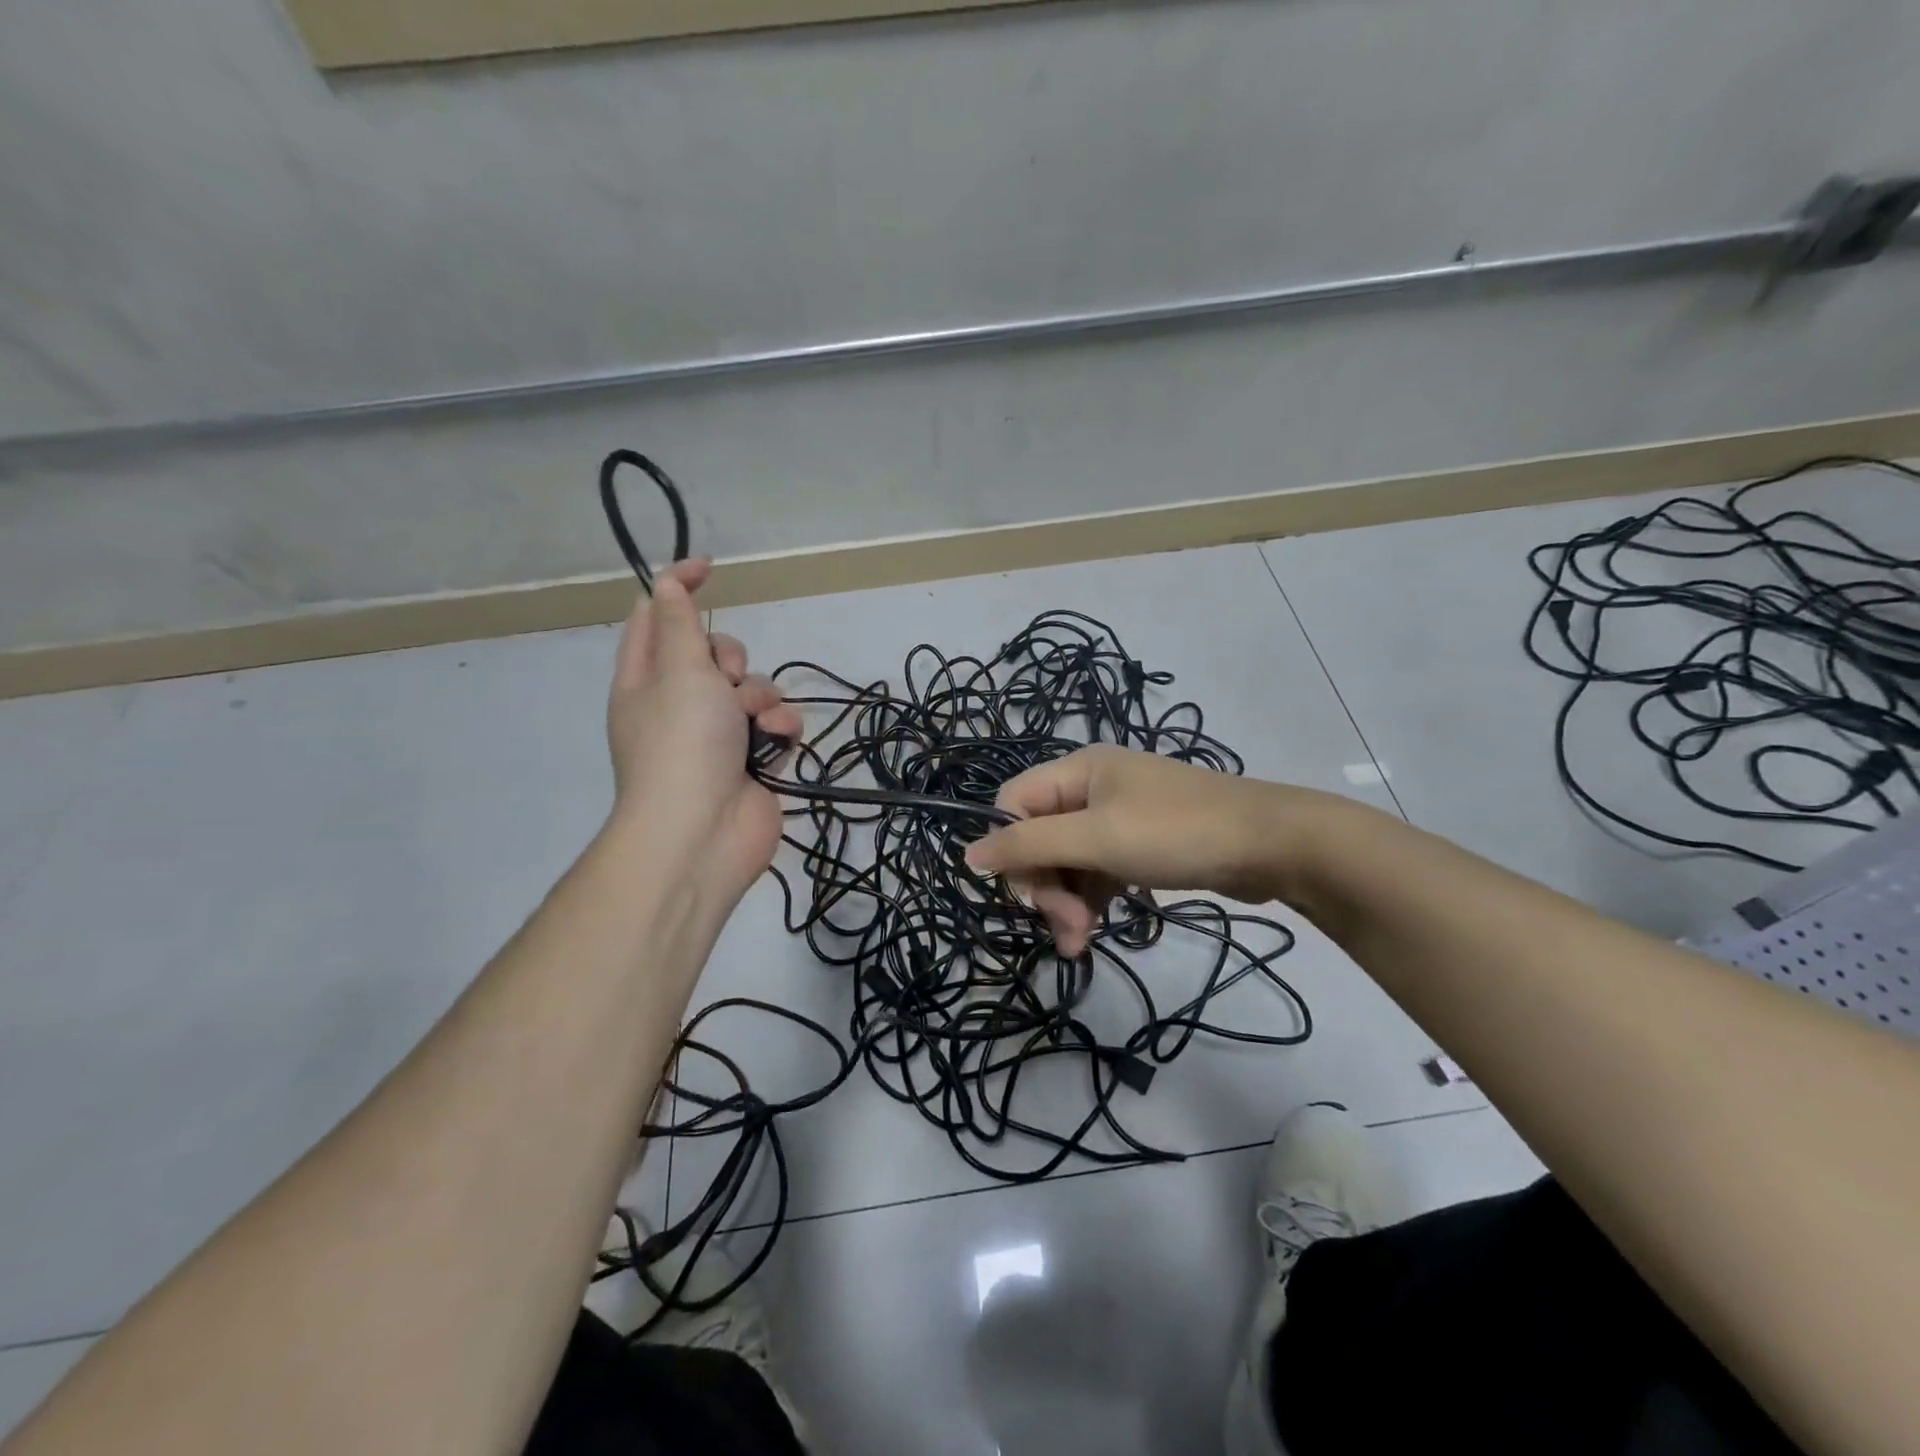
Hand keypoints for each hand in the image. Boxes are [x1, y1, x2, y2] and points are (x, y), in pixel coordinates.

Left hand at [606, 560, 801, 910]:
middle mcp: (679, 702)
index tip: (710, 568)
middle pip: (713, 652)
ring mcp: (717, 733)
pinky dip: (779, 729)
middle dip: (730, 658)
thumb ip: (678, 622)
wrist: (703, 833)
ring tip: (754, 724)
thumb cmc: (683, 743)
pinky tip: (776, 743)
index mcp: (645, 678)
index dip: (677, 587)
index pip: (655, 616)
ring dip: (760, 698)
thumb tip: (666, 584)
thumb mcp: (678, 670)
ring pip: (752, 688)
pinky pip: (774, 724)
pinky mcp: (752, 758)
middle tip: (724, 680)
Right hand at [965, 745, 1304, 955]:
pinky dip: (1091, 900)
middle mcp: (1091, 789)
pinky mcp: (1140, 846)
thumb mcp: (1097, 838)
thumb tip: (968, 855)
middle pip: (1040, 837)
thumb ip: (1029, 844)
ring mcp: (1118, 817)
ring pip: (1067, 860)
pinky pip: (1097, 872)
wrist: (1271, 845)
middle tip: (1065, 926)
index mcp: (1077, 771)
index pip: (1013, 805)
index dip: (1010, 849)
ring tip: (1080, 942)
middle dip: (1045, 885)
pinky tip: (1093, 931)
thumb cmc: (1176, 833)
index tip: (1028, 895)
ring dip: (1066, 901)